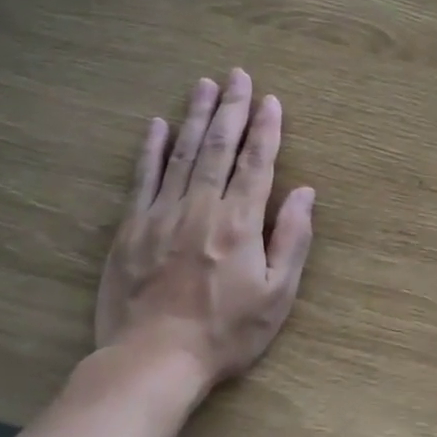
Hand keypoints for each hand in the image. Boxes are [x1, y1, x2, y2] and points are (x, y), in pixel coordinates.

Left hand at [94, 70, 314, 394]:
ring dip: (195, 116)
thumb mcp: (277, 295)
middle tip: (236, 75)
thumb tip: (305, 193)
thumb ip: (292, 239)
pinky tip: (157, 125)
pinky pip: (143, 178)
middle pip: (218, 147)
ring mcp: (161, 215)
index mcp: (240, 222)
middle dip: (231, 108)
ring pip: (181, 154)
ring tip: (203, 84)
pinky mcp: (131, 229)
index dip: (266, 129)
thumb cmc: (225, 333)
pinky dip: (151, 149)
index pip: (257, 163)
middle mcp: (201, 208)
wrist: (152, 361)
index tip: (271, 99)